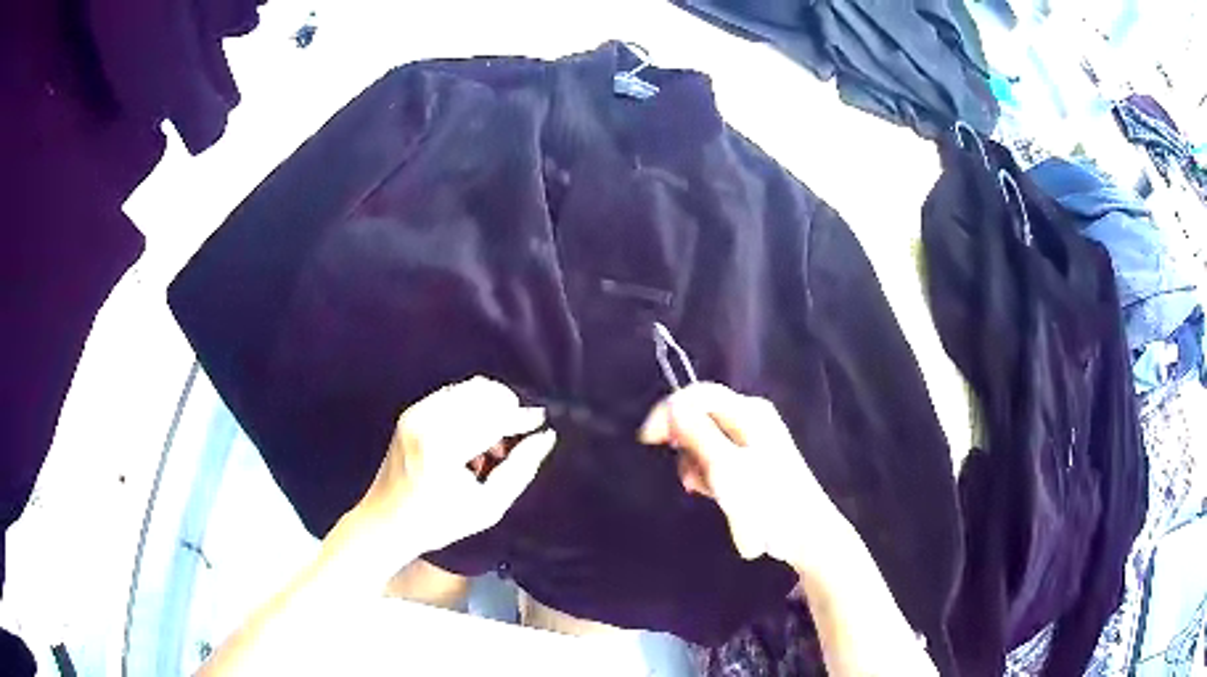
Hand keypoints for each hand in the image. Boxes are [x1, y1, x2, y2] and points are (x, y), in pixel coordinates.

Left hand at [359, 376, 556, 552]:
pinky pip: (452, 394)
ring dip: (489, 406)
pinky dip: (470, 407)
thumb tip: (545, 437)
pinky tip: (472, 437)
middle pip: (482, 392)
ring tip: (492, 442)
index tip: (541, 421)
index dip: (522, 417)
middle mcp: (427, 420)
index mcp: (443, 447)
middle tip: (514, 438)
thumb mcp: (488, 507)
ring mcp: (416, 413)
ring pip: (468, 389)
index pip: (493, 417)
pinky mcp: (410, 412)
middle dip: (506, 408)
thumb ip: (520, 470)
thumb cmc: (439, 522)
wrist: (386, 520)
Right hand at [639, 383, 841, 566]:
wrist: (804, 535)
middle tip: (690, 477)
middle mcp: (751, 418)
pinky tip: (715, 494)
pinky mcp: (753, 462)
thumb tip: (671, 406)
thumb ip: (697, 433)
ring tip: (707, 492)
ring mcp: (754, 440)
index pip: (698, 394)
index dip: (668, 412)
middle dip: (686, 445)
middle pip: (701, 417)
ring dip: (697, 465)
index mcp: (749, 411)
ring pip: (706, 441)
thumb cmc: (766, 500)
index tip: (648, 442)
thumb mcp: (725, 467)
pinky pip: (718, 458)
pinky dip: (710, 474)